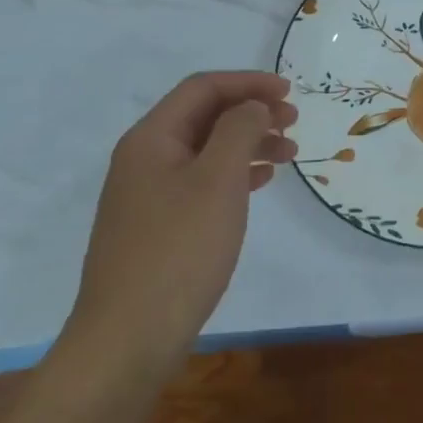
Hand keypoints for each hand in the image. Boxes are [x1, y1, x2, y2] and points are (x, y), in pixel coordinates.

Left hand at [65, 71, 296, 376]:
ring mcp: (148, 196)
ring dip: (249, 143)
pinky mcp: (158, 227)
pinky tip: (261, 182)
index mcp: (151, 139)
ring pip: (206, 150)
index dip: (248, 83)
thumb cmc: (178, 250)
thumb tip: (252, 106)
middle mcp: (144, 160)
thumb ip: (239, 129)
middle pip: (204, 116)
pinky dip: (236, 173)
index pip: (202, 88)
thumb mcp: (218, 179)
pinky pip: (202, 182)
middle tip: (294, 122)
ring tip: (289, 153)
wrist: (128, 340)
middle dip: (251, 111)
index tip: (289, 92)